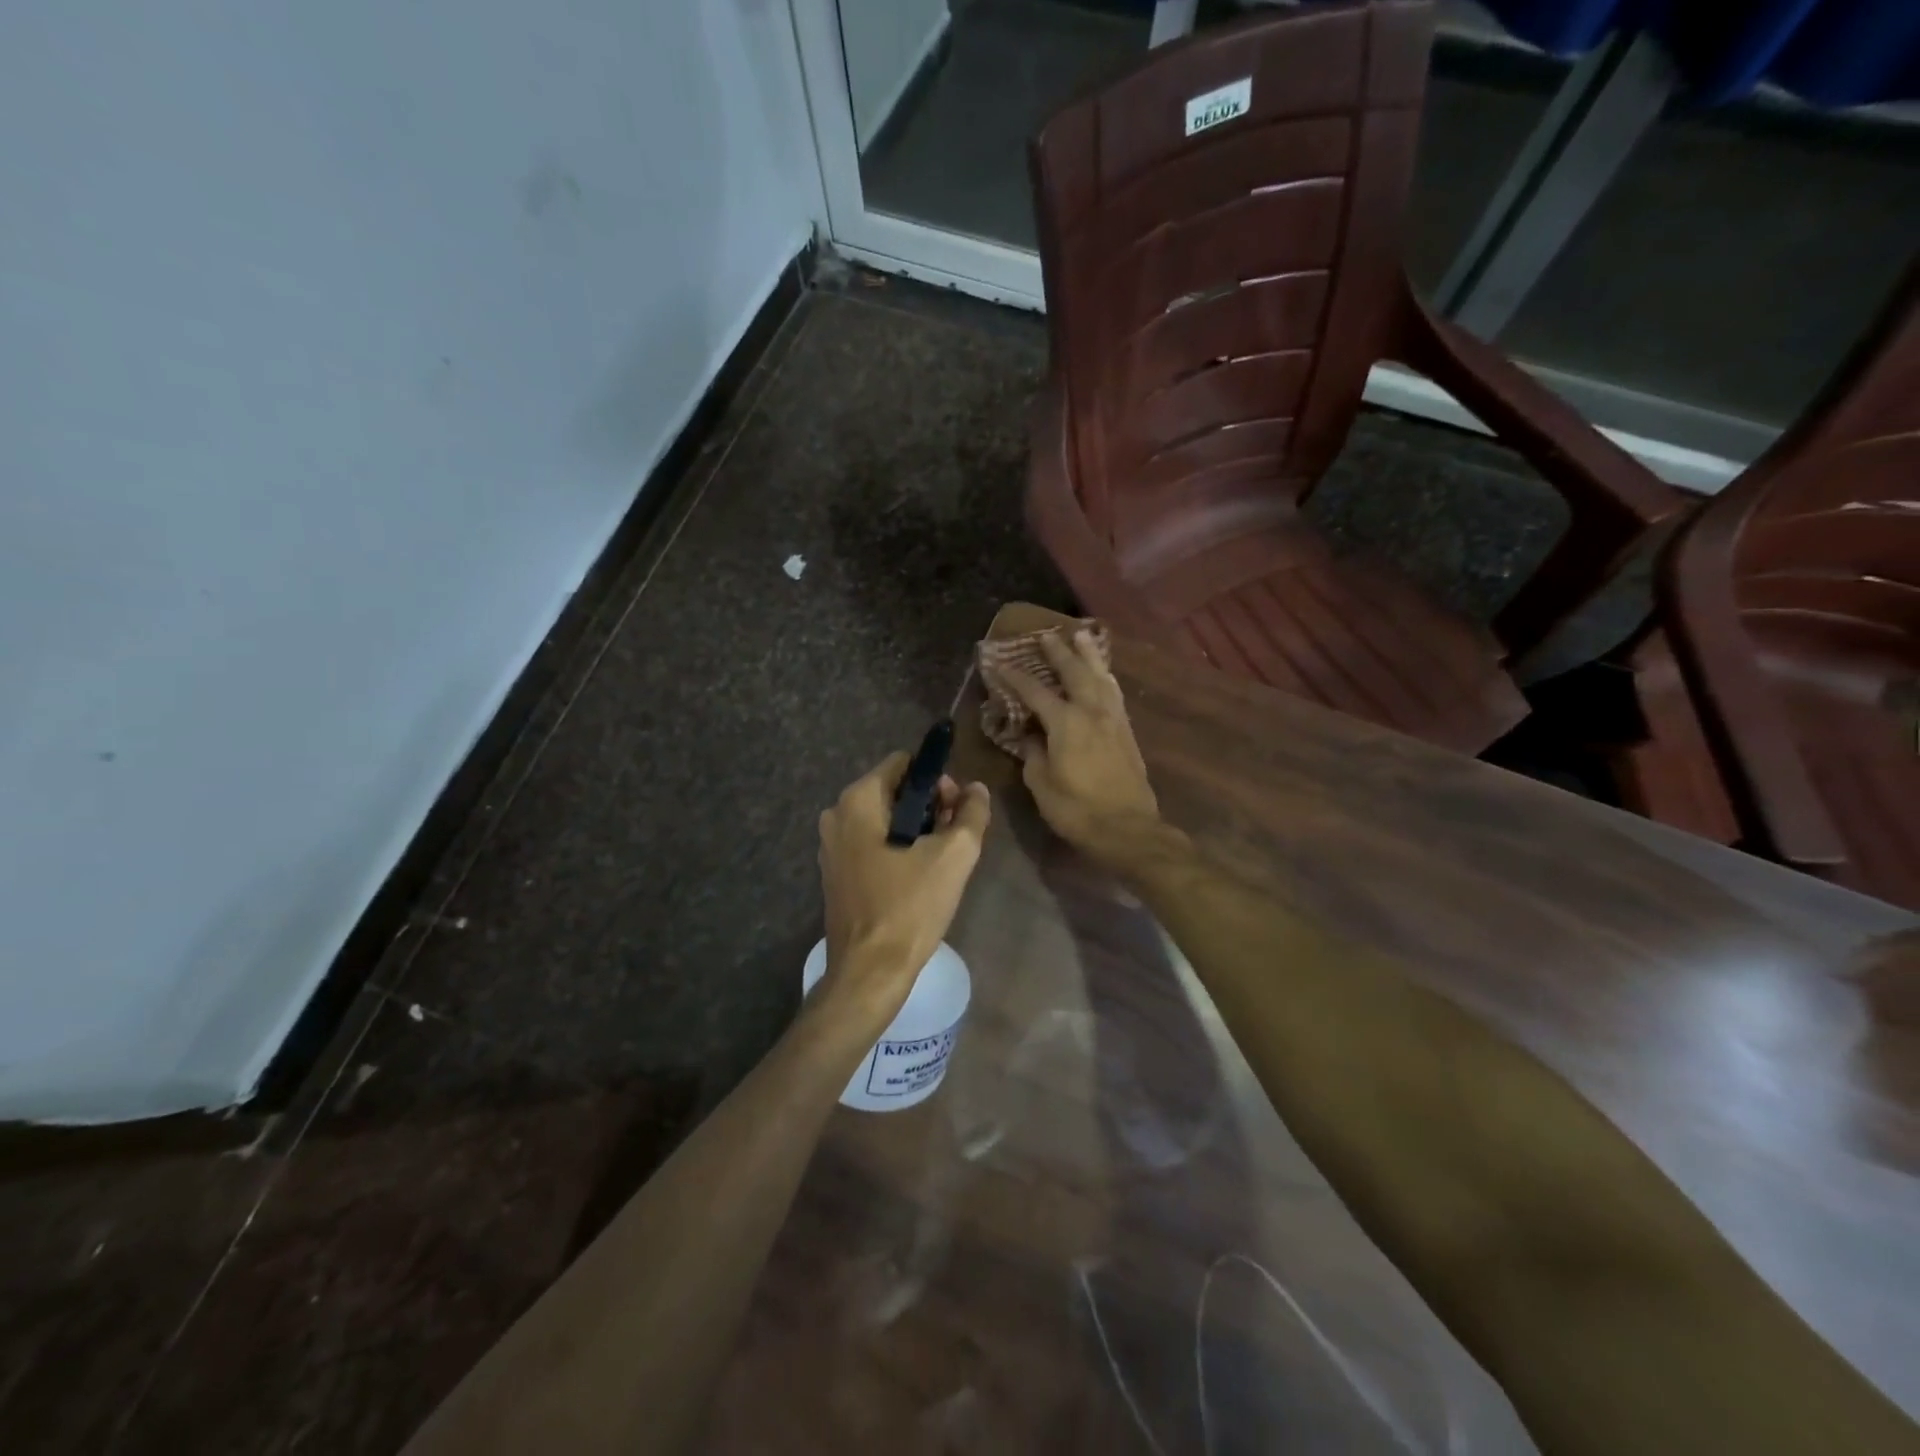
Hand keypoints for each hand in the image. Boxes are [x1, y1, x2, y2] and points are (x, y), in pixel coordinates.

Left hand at [816, 752, 990, 1021]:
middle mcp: (837, 814)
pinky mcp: (836, 872)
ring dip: (916, 829)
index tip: (957, 809)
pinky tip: (918, 876)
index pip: (904, 763)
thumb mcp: (954, 856)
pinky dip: (897, 849)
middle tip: (955, 836)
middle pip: (894, 790)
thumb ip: (971, 813)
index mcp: (858, 800)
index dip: (938, 779)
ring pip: (885, 818)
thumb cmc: (910, 907)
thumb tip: (976, 789)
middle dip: (929, 805)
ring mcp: (832, 846)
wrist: (870, 972)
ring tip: (941, 859)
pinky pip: (872, 843)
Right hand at [998, 629, 1164, 868]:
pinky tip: (1104, 675)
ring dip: (1089, 655)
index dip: (1015, 677)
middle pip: (1074, 672)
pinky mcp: (1127, 732)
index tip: (999, 663)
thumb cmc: (1077, 809)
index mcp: (1066, 722)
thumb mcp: (1041, 784)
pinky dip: (1105, 677)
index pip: (1035, 691)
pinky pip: (1114, 693)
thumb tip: (1029, 736)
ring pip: (1100, 677)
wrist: (1128, 829)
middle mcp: (1091, 711)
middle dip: (1058, 652)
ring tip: (1082, 637)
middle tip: (1046, 635)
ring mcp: (1113, 720)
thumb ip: (1033, 754)